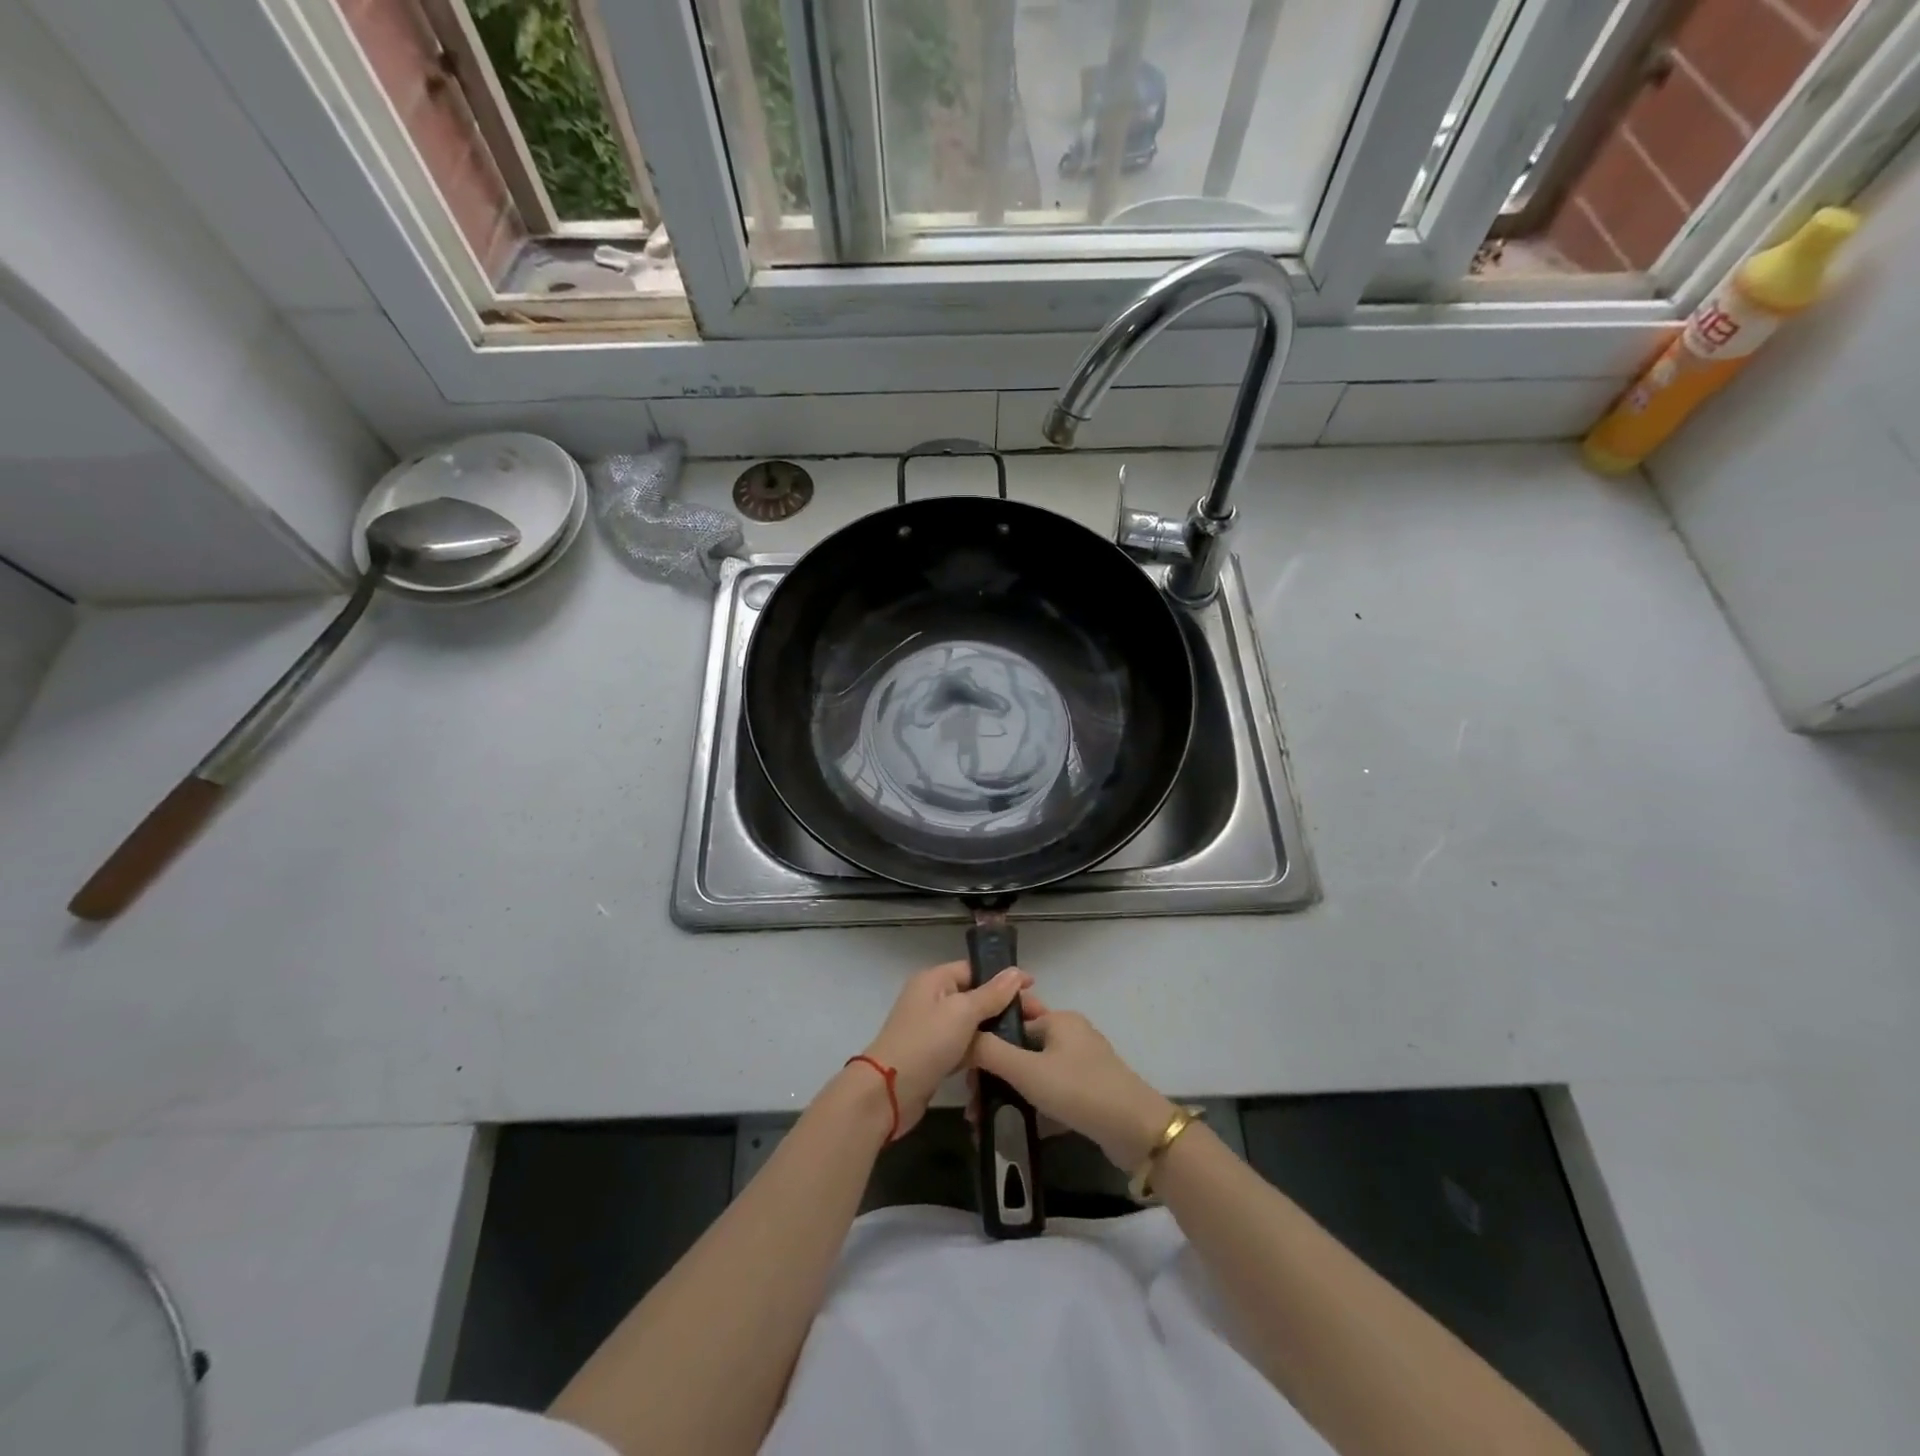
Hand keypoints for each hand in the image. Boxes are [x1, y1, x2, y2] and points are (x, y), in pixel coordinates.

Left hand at [861, 961, 1030, 1135]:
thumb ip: (991, 994)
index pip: (974, 969)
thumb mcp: (962, 1012)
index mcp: (934, 980)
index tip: (1034, 988)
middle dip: (1005, 1006)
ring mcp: (933, 1029)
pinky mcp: (936, 1056)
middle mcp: (933, 999)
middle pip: (976, 996)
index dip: (1004, 977)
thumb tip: (1016, 972)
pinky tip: (1006, 1059)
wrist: (888, 1093)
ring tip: (1028, 1039)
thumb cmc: (926, 1042)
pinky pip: (965, 1047)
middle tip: (1037, 1018)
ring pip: (972, 1024)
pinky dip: (982, 1051)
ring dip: (996, 1030)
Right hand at [970, 991, 1178, 1171]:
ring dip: (1008, 1094)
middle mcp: (1070, 1036)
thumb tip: (960, 1037)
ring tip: (982, 1121)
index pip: (1011, 1019)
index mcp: (1058, 1019)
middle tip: (971, 1103)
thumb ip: (990, 1052)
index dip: (985, 1040)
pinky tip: (1010, 1130)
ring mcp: (1081, 1066)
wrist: (1136, 1132)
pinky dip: (1030, 1109)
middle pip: (1020, 1048)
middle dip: (993, 1074)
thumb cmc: (1079, 1090)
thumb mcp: (1028, 1071)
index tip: (963, 1067)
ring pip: (1033, 1075)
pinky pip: (1050, 1095)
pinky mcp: (1088, 1094)